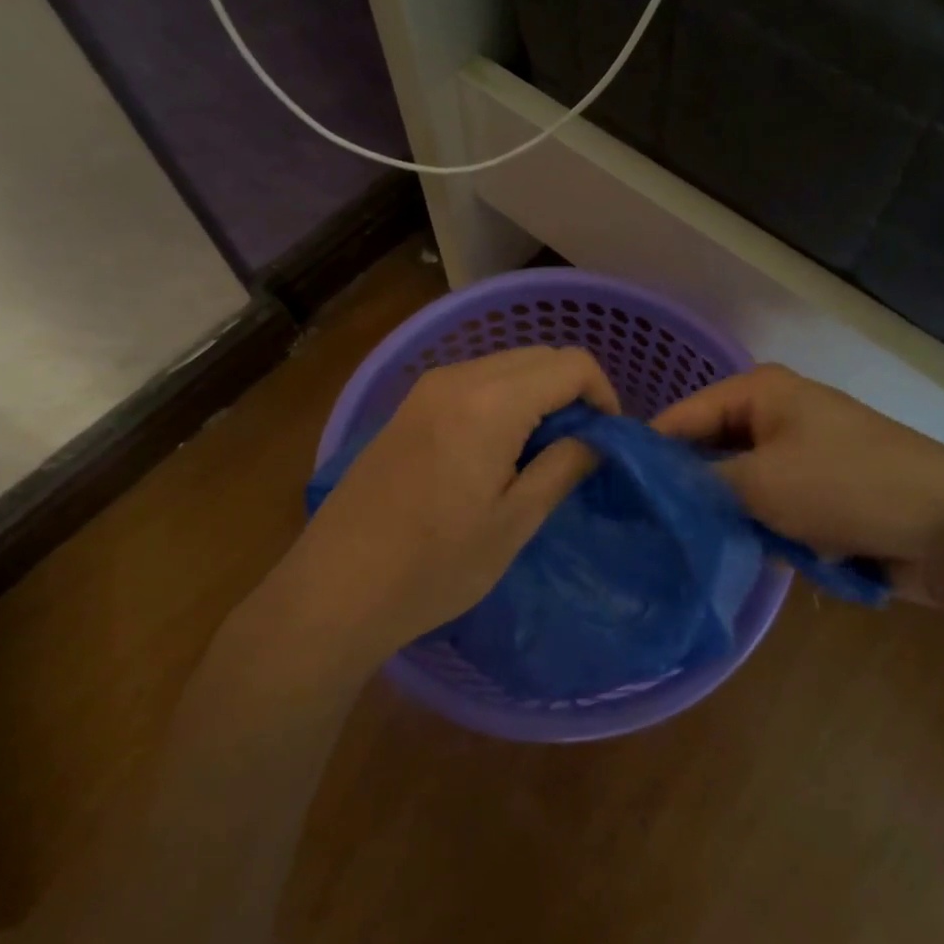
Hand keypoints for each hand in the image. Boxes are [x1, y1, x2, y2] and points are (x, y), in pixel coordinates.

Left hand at [277, 347, 619, 665]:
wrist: (336, 587)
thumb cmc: (433, 565)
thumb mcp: (513, 523)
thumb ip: (564, 467)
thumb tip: (598, 439)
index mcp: (490, 402)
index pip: (571, 364)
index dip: (603, 395)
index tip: (607, 441)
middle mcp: (458, 377)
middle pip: (539, 356)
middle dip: (571, 391)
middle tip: (579, 448)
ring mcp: (427, 387)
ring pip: (507, 365)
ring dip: (537, 395)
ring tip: (541, 453)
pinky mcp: (409, 405)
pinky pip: (475, 381)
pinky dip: (504, 400)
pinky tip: (498, 450)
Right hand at [653, 364, 943, 604]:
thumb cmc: (846, 486)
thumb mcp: (760, 483)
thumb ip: (699, 485)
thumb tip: (653, 492)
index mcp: (761, 392)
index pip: (683, 415)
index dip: (648, 452)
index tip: (609, 491)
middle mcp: (777, 415)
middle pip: (710, 450)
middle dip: (684, 488)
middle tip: (640, 526)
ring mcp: (801, 456)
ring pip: (738, 486)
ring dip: (722, 516)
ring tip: (679, 548)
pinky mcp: (820, 495)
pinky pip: (769, 509)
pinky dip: (755, 530)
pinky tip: (732, 558)